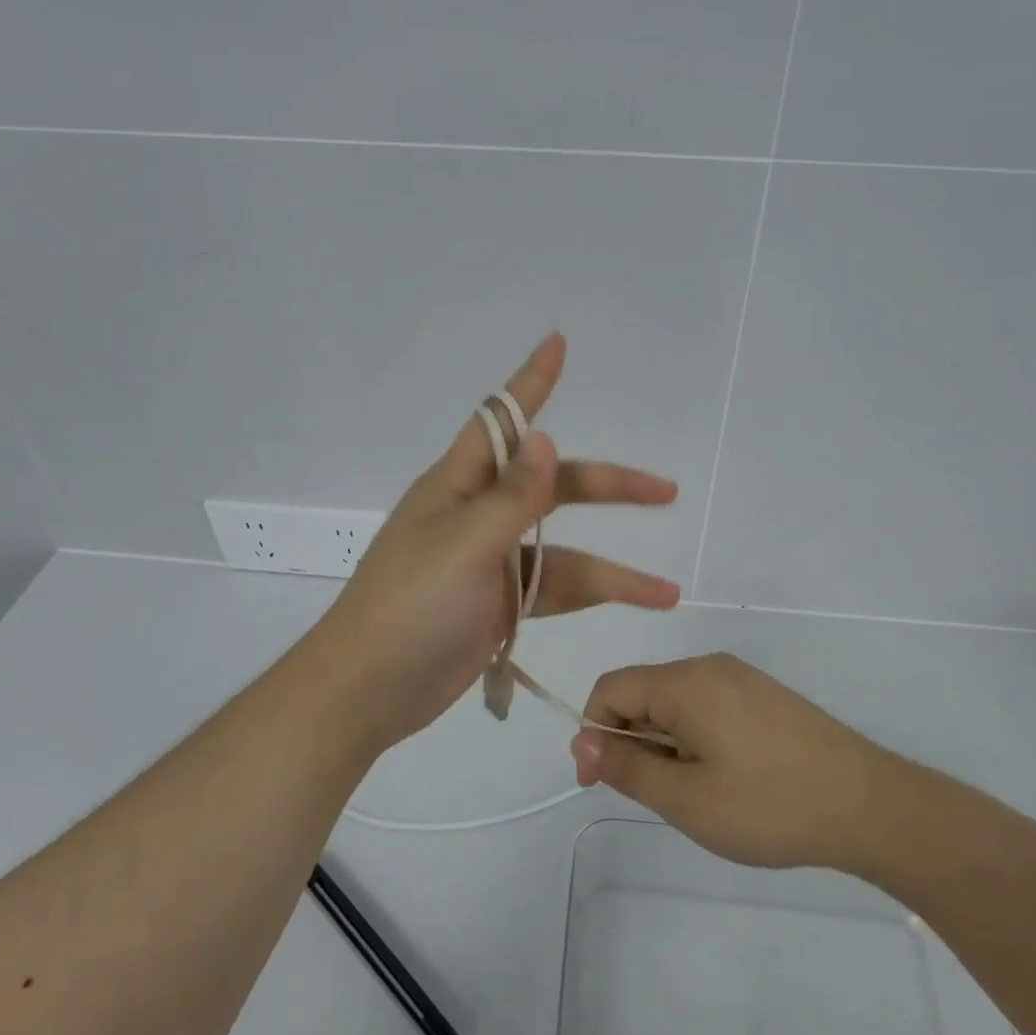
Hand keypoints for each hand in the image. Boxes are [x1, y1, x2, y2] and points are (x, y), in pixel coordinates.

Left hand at [317, 333, 680, 750]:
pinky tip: (628, 607)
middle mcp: (477, 517)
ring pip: (563, 553)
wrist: (369, 691)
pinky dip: (589, 599)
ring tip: (666, 591)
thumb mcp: (464, 546)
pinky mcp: (499, 607)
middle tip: (665, 491)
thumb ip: (511, 497)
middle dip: (608, 488)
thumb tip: (545, 438)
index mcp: (457, 487)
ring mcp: (490, 565)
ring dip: (612, 571)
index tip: (559, 343)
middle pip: (553, 489)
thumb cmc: (409, 608)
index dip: (531, 383)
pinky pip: (553, 592)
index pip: (500, 421)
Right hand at [573, 653, 919, 875]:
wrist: (871, 806)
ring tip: (696, 794)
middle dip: (632, 741)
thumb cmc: (770, 805)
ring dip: (665, 744)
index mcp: (685, 682)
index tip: (601, 783)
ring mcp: (742, 679)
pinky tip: (726, 779)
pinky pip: (708, 707)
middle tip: (658, 798)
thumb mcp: (687, 799)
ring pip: (676, 703)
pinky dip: (695, 739)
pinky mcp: (765, 697)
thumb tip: (583, 742)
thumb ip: (627, 768)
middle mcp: (710, 667)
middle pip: (643, 692)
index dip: (593, 732)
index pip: (611, 688)